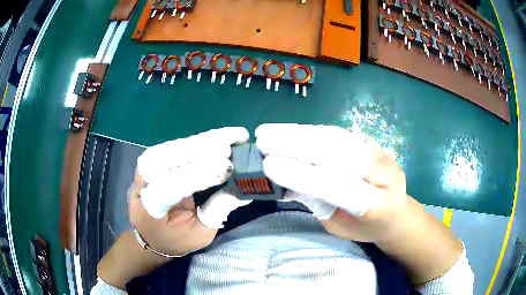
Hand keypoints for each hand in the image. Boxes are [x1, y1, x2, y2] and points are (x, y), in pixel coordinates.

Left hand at [130, 127, 251, 255]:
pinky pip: (174, 147)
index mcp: (152, 208)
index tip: (228, 168)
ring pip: (171, 147)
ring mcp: (145, 168)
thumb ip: (217, 212)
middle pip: (169, 158)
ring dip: (202, 141)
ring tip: (230, 136)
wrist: (149, 233)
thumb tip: (242, 190)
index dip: (200, 174)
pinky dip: (196, 142)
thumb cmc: (175, 239)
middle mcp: (144, 183)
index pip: (172, 185)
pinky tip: (216, 138)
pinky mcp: (152, 160)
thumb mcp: (199, 235)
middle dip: (202, 148)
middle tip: (233, 141)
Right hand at [256, 124, 464, 284]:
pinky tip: (291, 131)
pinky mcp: (371, 143)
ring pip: (336, 138)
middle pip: (338, 153)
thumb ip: (318, 203)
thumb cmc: (365, 227)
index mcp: (377, 205)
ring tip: (271, 131)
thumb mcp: (339, 227)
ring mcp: (380, 153)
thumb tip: (286, 180)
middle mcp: (383, 173)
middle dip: (297, 145)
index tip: (270, 165)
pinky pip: (338, 134)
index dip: (303, 174)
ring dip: (301, 133)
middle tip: (264, 140)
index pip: (338, 186)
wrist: (397, 212)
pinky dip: (311, 132)